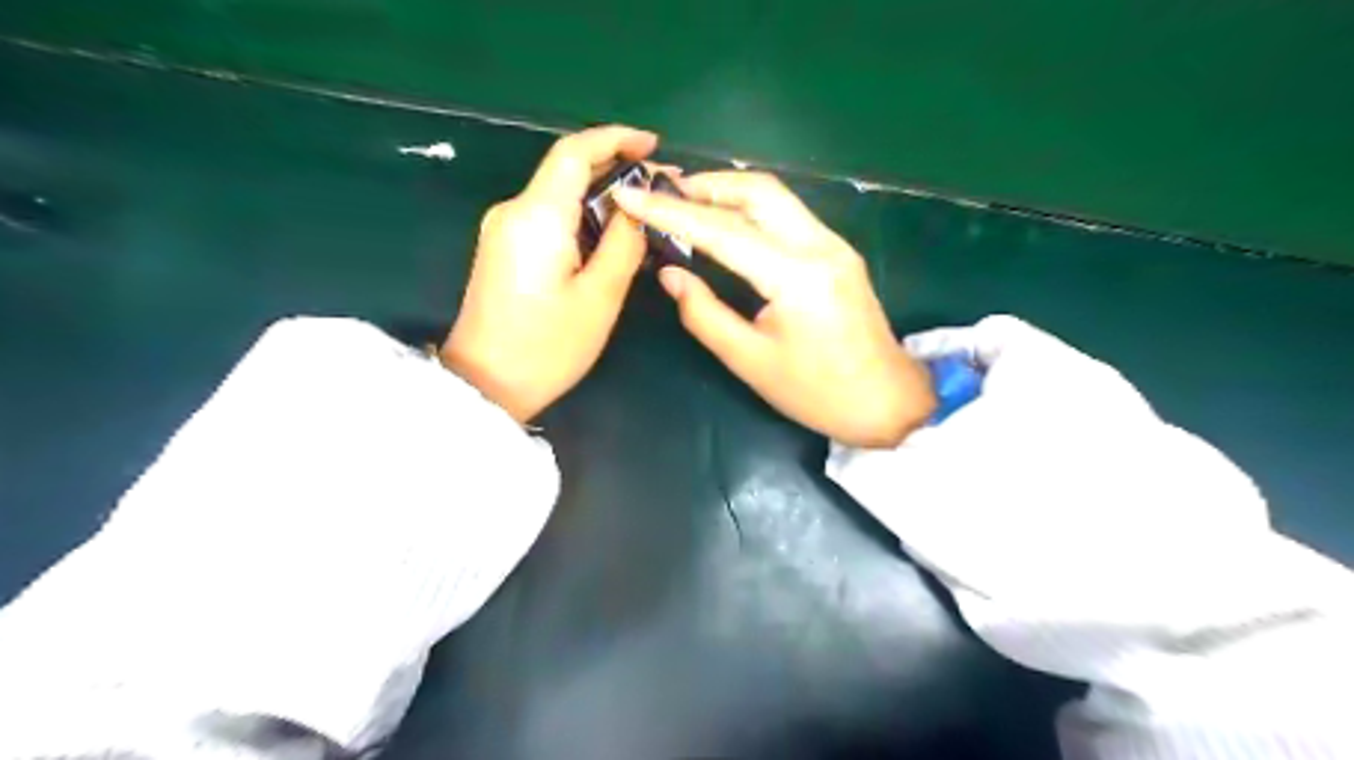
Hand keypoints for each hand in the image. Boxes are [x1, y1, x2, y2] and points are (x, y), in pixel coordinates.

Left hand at [444, 124, 660, 422]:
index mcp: (538, 216)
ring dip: (601, 196)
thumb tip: (638, 206)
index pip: (574, 152)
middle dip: (615, 168)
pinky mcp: (503, 248)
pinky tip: (610, 234)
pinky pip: (549, 217)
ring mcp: (503, 229)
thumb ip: (624, 243)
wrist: (485, 385)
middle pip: (567, 170)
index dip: (616, 138)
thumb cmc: (548, 347)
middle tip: (662, 185)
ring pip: (559, 194)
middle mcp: (514, 210)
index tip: (653, 145)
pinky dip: (582, 216)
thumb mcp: (600, 297)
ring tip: (645, 213)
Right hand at [618, 170, 937, 444]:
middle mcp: (819, 245)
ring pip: (775, 196)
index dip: (671, 213)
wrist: (886, 401)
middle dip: (704, 185)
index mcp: (796, 276)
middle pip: (758, 189)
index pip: (722, 230)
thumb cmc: (816, 393)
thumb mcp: (750, 361)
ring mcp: (834, 244)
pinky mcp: (838, 251)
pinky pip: (788, 214)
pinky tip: (725, 221)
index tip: (630, 197)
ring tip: (684, 201)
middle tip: (660, 193)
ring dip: (727, 192)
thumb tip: (670, 274)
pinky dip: (750, 208)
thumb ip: (704, 314)